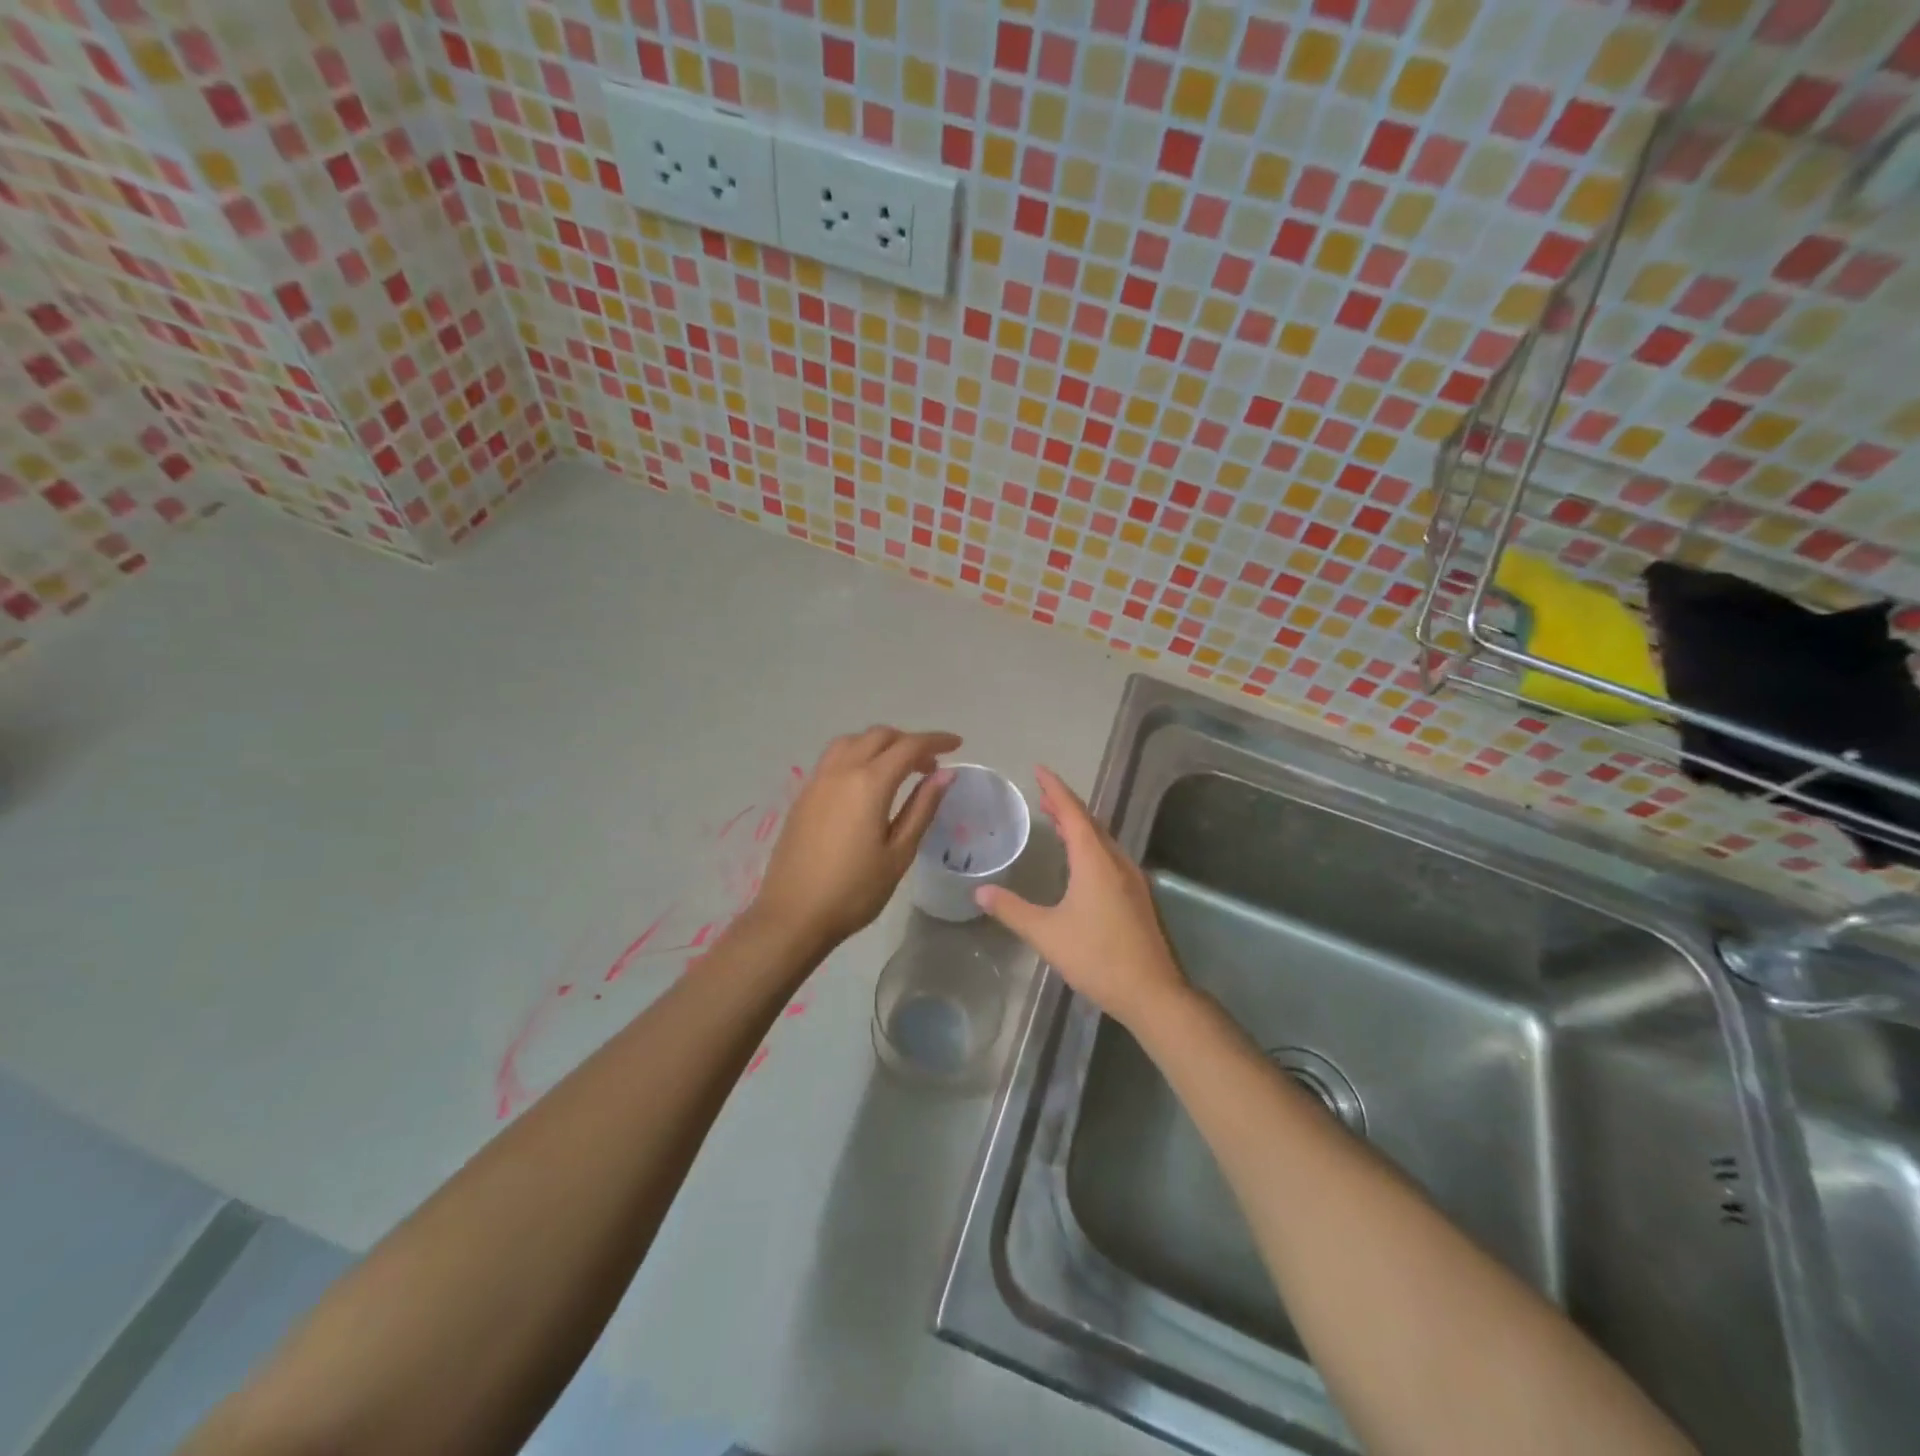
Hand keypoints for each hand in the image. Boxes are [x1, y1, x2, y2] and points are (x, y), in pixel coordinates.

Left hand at [748, 726, 960, 952]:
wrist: (793, 916)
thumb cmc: (854, 891)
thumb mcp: (899, 853)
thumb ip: (922, 808)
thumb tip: (945, 775)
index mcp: (868, 783)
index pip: (908, 746)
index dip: (936, 741)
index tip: (957, 744)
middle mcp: (840, 771)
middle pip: (878, 736)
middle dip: (908, 741)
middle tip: (930, 765)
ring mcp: (817, 781)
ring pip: (852, 741)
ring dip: (879, 744)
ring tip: (898, 768)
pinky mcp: (803, 795)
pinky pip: (834, 758)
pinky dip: (857, 755)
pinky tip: (866, 784)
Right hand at [975, 766, 1188, 1032]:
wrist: (1152, 992)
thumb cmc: (1097, 957)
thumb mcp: (1046, 933)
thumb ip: (1012, 910)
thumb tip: (979, 892)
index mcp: (1095, 861)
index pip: (1073, 812)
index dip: (1054, 789)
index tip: (1039, 769)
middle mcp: (1116, 861)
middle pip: (1090, 822)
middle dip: (1065, 806)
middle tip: (1042, 796)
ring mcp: (1131, 879)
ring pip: (1102, 840)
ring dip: (1079, 826)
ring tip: (1057, 822)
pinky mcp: (1137, 897)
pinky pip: (1109, 857)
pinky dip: (1090, 846)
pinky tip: (1081, 862)